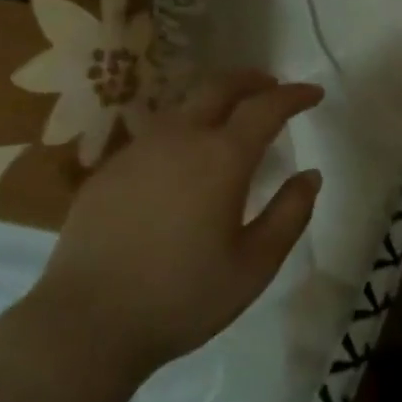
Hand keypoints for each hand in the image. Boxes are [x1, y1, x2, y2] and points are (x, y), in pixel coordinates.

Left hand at [27, 71, 323, 382]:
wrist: (87, 321)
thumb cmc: (182, 298)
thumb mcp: (253, 267)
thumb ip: (289, 215)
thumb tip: (310, 175)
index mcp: (222, 158)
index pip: (266, 107)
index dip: (293, 95)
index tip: (313, 93)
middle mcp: (180, 138)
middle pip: (219, 87)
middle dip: (251, 80)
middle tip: (271, 86)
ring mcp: (139, 149)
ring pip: (184, 106)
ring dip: (215, 101)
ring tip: (230, 118)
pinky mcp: (110, 168)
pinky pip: (156, 134)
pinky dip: (182, 130)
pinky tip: (182, 160)